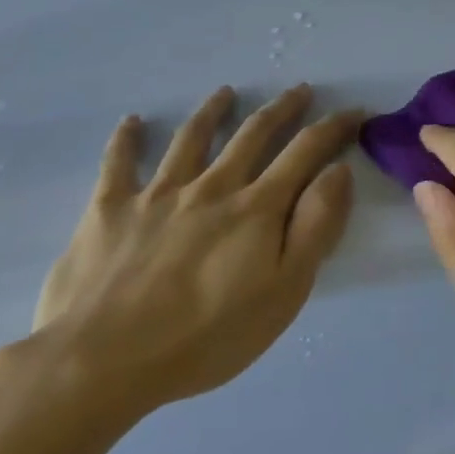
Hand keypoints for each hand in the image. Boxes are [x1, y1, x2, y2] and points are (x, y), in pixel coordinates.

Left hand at [29, 84, 359, 424]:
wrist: (100, 363)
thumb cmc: (205, 337)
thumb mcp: (284, 291)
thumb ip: (315, 226)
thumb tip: (339, 171)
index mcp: (256, 207)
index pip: (305, 151)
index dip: (333, 127)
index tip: (354, 111)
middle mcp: (212, 186)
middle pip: (253, 133)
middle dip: (282, 108)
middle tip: (300, 90)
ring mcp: (157, 194)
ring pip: (191, 138)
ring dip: (212, 110)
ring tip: (225, 92)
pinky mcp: (109, 211)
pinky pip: (117, 164)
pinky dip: (125, 140)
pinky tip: (132, 121)